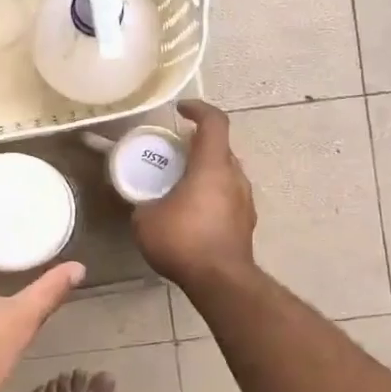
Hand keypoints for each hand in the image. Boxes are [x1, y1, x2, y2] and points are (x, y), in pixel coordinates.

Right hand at [132, 100, 256, 289]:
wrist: (220, 281)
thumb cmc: (183, 241)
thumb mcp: (146, 220)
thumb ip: (145, 203)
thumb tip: (144, 203)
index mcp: (212, 166)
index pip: (214, 122)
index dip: (198, 109)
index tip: (181, 110)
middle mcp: (235, 177)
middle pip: (221, 149)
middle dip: (198, 146)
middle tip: (175, 154)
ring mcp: (245, 201)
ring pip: (227, 174)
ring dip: (206, 173)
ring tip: (182, 185)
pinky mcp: (246, 223)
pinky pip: (229, 197)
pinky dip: (212, 196)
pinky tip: (193, 214)